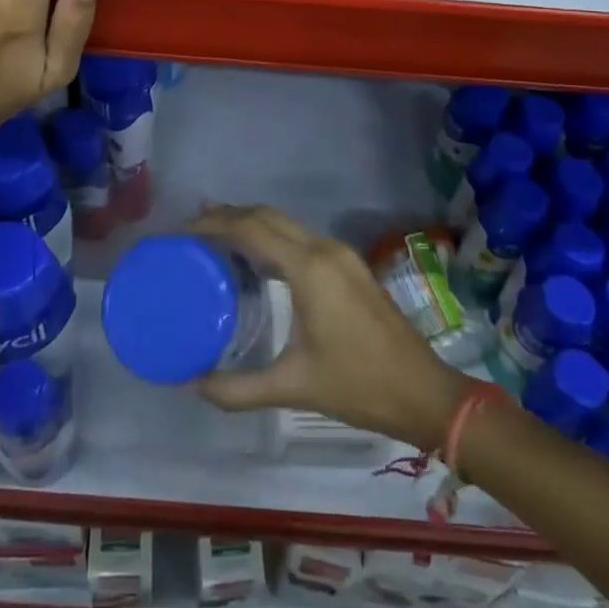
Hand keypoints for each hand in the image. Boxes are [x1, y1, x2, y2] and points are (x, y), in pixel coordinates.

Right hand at [187, 206, 471, 450]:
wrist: (424, 392)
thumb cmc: (358, 386)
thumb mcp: (293, 387)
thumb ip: (239, 388)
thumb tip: (194, 384)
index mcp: (309, 268)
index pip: (252, 228)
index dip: (215, 223)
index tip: (184, 229)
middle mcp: (324, 249)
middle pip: (268, 216)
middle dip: (230, 215)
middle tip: (194, 229)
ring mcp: (341, 254)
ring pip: (286, 223)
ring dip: (252, 223)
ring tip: (217, 238)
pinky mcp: (350, 265)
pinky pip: (301, 236)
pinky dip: (273, 236)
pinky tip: (258, 258)